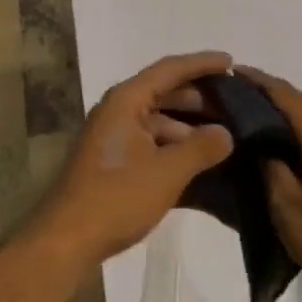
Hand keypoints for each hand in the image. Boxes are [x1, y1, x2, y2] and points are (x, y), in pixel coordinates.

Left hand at [28, 51, 235, 269]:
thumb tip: (226, 132)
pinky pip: (150, 140)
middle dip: (198, 97)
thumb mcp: (167, 172)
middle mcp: (117, 109)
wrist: (67, 238)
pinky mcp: (112, 159)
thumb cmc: (117, 197)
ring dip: (187, 125)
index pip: (170, 70)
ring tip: (222, 135)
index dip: (202, 63)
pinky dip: (173, 144)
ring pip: (157, 119)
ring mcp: (112, 135)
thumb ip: (201, 148)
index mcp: (126, 100)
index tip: (231, 62)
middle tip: (234, 104)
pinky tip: (197, 160)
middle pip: (163, 91)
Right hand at [241, 66, 301, 301]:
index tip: (233, 72)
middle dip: (271, 94)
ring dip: (287, 112)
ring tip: (256, 115)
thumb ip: (271, 167)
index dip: (259, 82)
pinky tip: (286, 143)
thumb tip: (262, 143)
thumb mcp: (287, 207)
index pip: (286, 96)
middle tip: (239, 93)